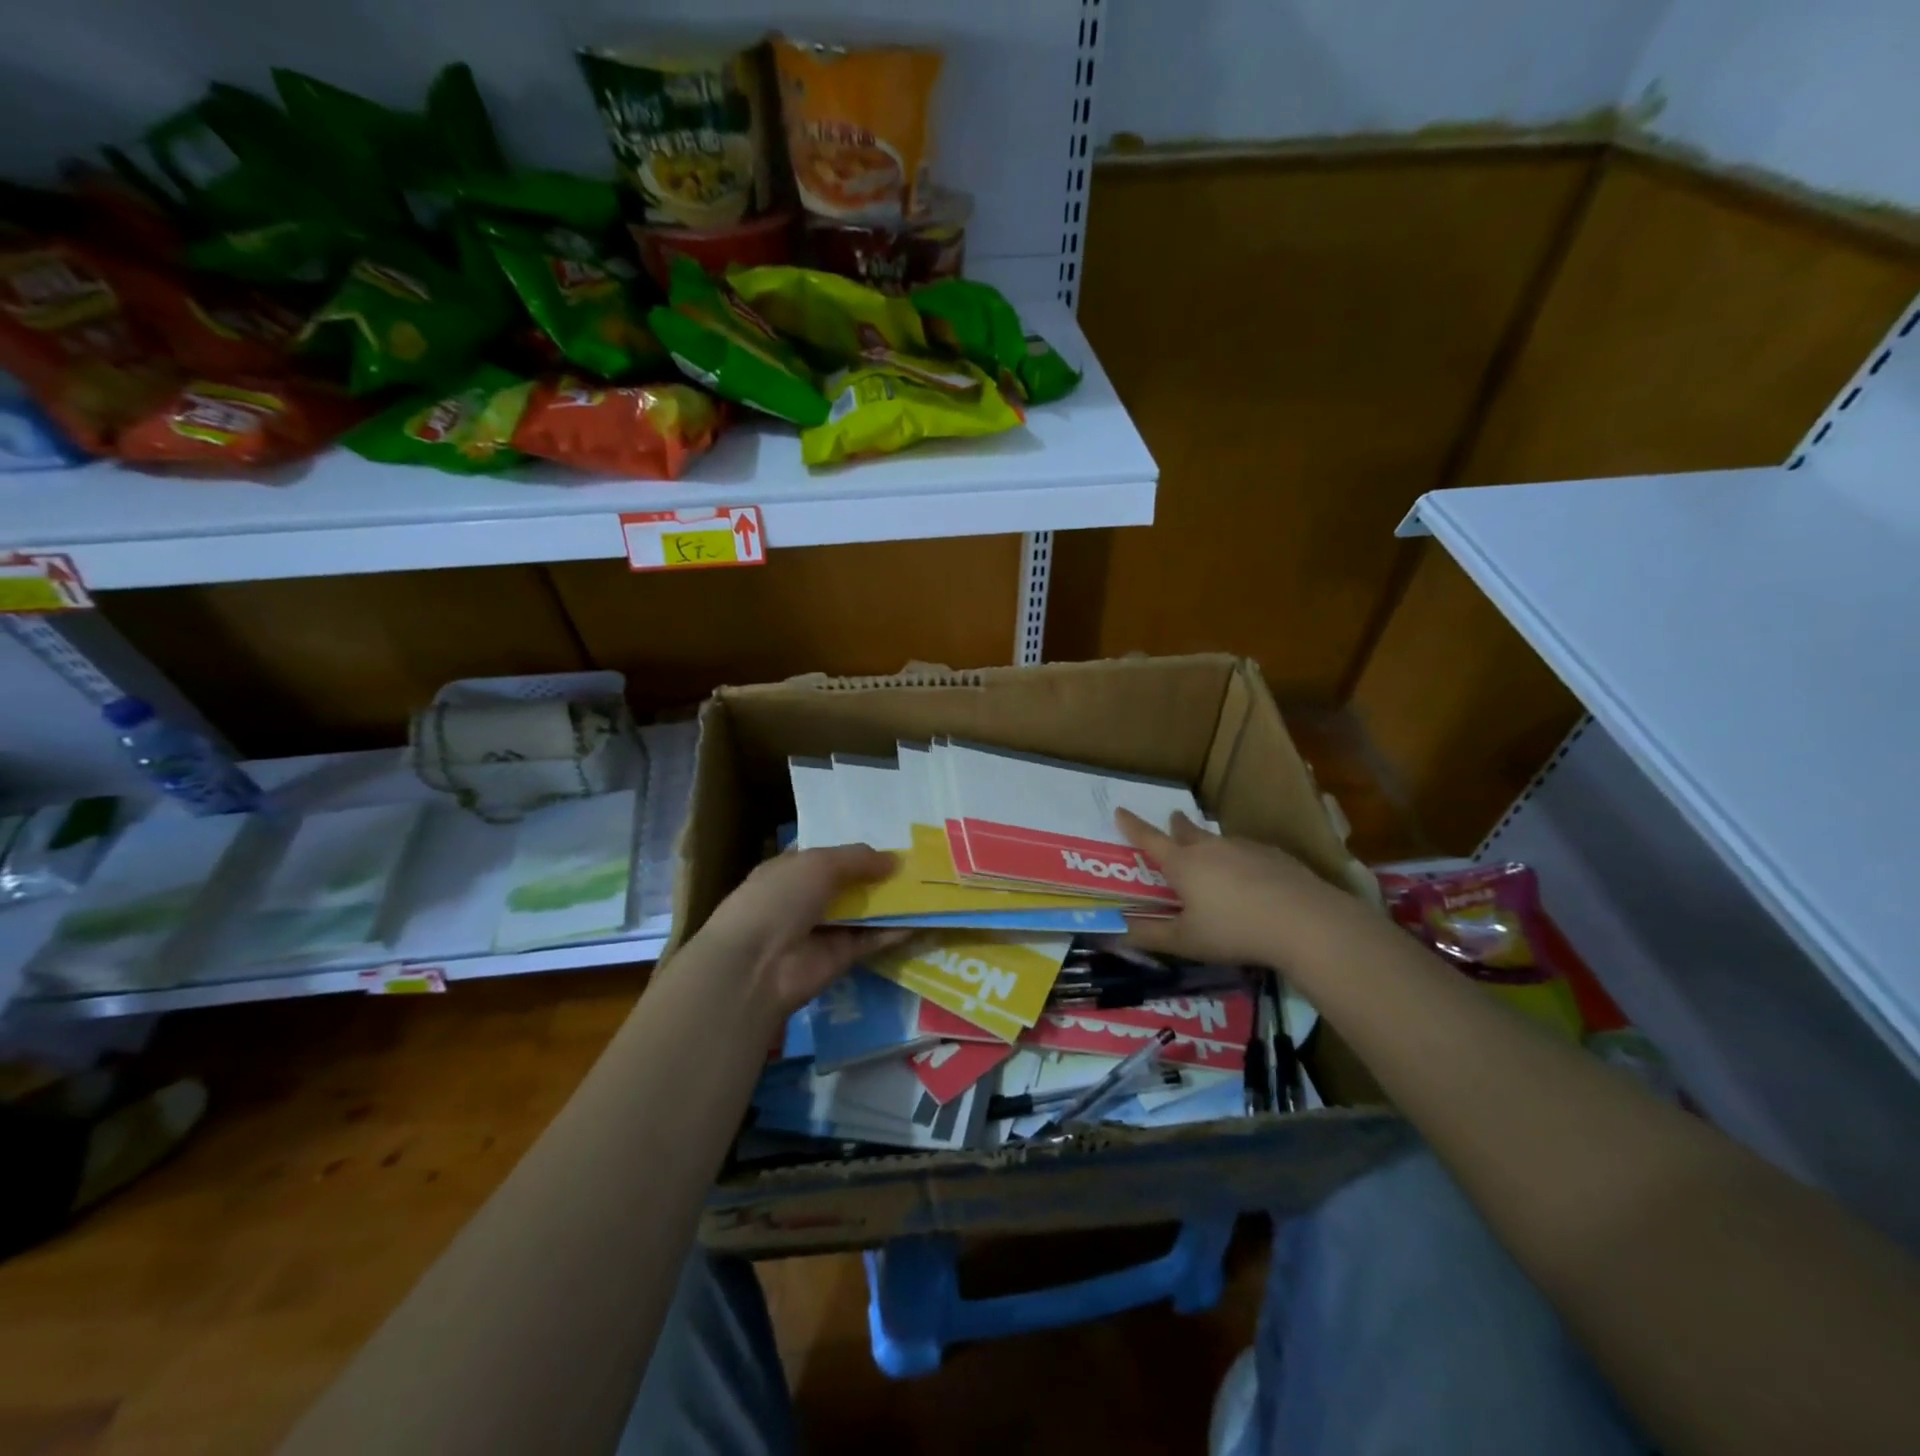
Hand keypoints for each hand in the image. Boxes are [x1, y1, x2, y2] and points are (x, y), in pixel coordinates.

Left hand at [687, 844, 907, 1017]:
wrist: (758, 964)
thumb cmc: (780, 898)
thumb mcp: (819, 864)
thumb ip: (858, 859)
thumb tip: (895, 861)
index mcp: (790, 870)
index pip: (825, 855)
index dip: (854, 849)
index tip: (890, 840)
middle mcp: (806, 898)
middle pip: (849, 883)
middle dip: (879, 874)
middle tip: (920, 862)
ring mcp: (824, 929)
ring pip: (864, 912)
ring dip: (892, 902)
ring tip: (930, 886)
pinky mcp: (841, 957)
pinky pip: (872, 940)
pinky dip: (895, 932)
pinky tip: (924, 919)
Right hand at [1116, 809, 1358, 968]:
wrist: (1305, 922)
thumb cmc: (1234, 931)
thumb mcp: (1186, 941)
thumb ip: (1149, 936)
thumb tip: (1112, 932)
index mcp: (1183, 864)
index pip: (1149, 839)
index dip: (1132, 826)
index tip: (1120, 810)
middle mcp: (1211, 848)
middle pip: (1188, 831)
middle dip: (1176, 826)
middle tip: (1173, 821)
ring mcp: (1245, 848)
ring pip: (1219, 841)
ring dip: (1210, 844)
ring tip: (1212, 857)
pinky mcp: (1275, 856)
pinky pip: (1249, 852)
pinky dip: (1241, 860)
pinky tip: (1252, 878)